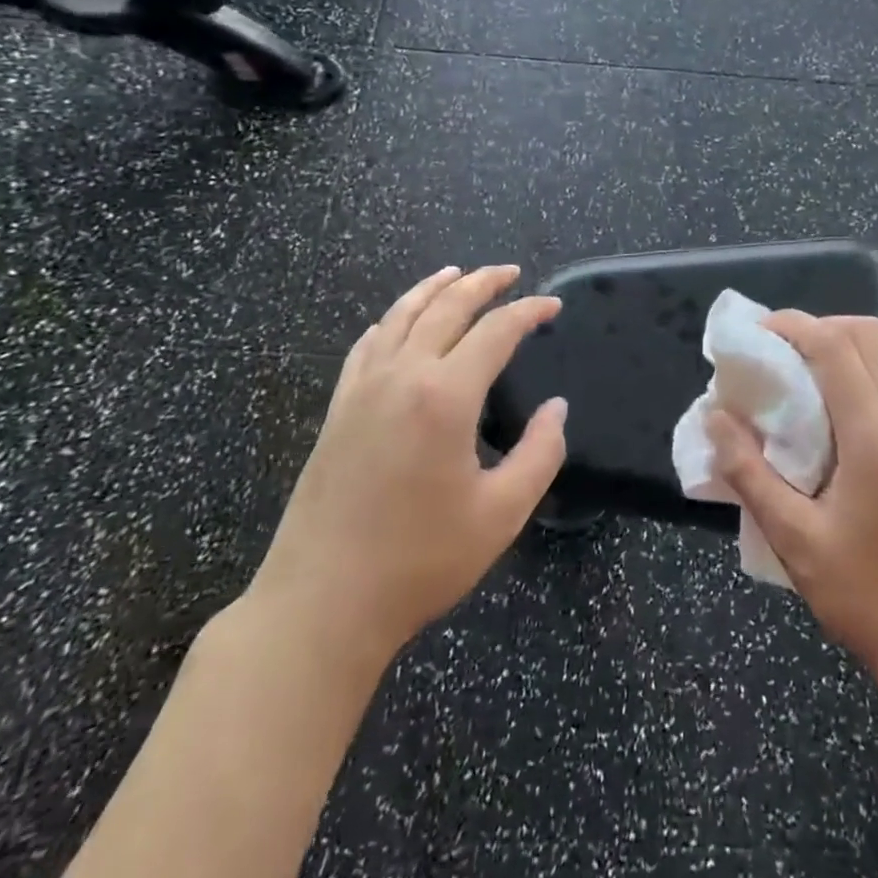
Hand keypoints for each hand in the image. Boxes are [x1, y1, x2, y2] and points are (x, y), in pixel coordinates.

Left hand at [250, 266, 567, 663]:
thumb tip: (557, 409)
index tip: (552, 307)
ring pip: (401, 316)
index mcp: (445, 396)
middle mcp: (402, 376)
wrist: (321, 604)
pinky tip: (397, 321)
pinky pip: (367, 345)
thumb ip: (540, 453)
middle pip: (447, 308)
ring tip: (457, 274)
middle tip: (509, 272)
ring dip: (433, 288)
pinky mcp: (338, 409)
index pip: (496, 332)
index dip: (528, 312)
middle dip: (483, 284)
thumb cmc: (419, 562)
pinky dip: (391, 320)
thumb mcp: (501, 514)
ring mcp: (363, 389)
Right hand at [707, 311, 877, 694]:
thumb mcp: (794, 539)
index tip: (756, 333)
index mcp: (877, 436)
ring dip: (841, 347)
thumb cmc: (866, 597)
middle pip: (869, 335)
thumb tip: (715, 417)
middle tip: (777, 353)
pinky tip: (829, 412)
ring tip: (797, 377)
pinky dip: (858, 372)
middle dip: (819, 327)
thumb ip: (749, 472)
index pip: (836, 347)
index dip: (793, 326)